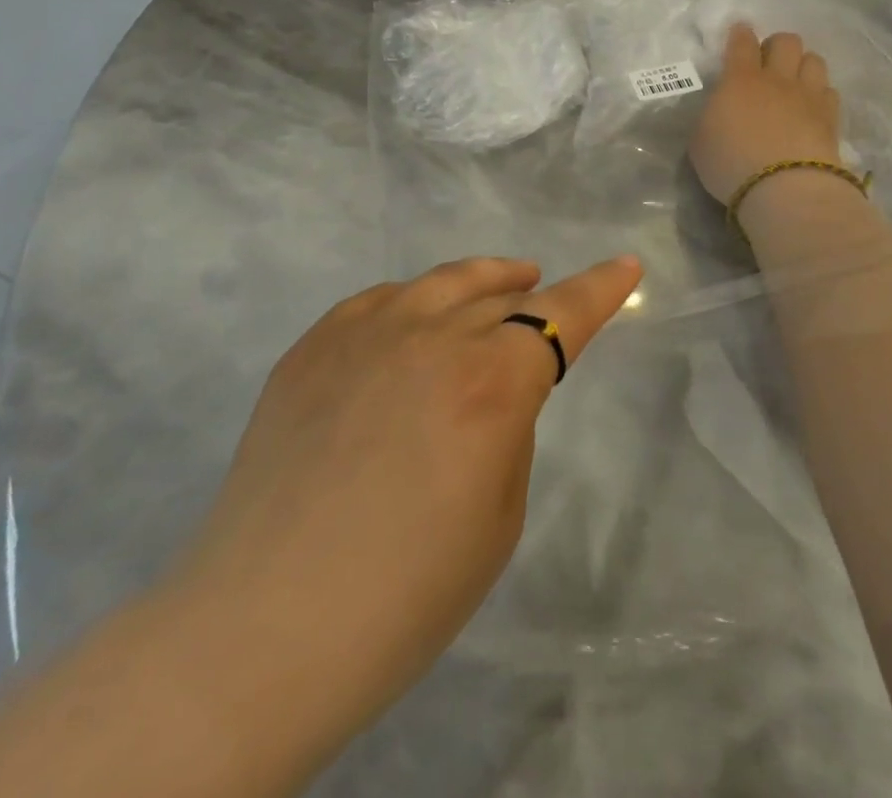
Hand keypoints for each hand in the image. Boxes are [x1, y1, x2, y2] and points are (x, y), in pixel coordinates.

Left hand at [173, 255, 643, 752]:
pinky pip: (379, 301)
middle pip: (499, 293)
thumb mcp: (498, 514)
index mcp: (490, 382)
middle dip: (533, 294)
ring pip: (440, 282)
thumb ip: (507, 426)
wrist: (264, 626)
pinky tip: (414, 319)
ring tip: (499, 283)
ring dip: (481, 280)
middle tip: (545, 294)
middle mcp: (431, 336)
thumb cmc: (405, 594)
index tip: (627, 264)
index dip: (600, 287)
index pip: (561, 313)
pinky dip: (413, 302)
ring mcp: (364, 333)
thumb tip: (493, 386)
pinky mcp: (313, 346)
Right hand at [690, 23, 842, 204]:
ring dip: (803, 65)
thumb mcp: (700, 141)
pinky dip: (820, 94)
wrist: (784, 188)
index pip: (742, 42)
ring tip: (794, 83)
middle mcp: (777, 79)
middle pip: (786, 41)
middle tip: (767, 63)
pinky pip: (829, 91)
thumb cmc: (731, 163)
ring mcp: (808, 96)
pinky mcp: (831, 117)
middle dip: (777, 46)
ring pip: (814, 60)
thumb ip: (711, 117)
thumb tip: (720, 110)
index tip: (740, 33)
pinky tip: (812, 107)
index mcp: (740, 79)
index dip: (741, 34)